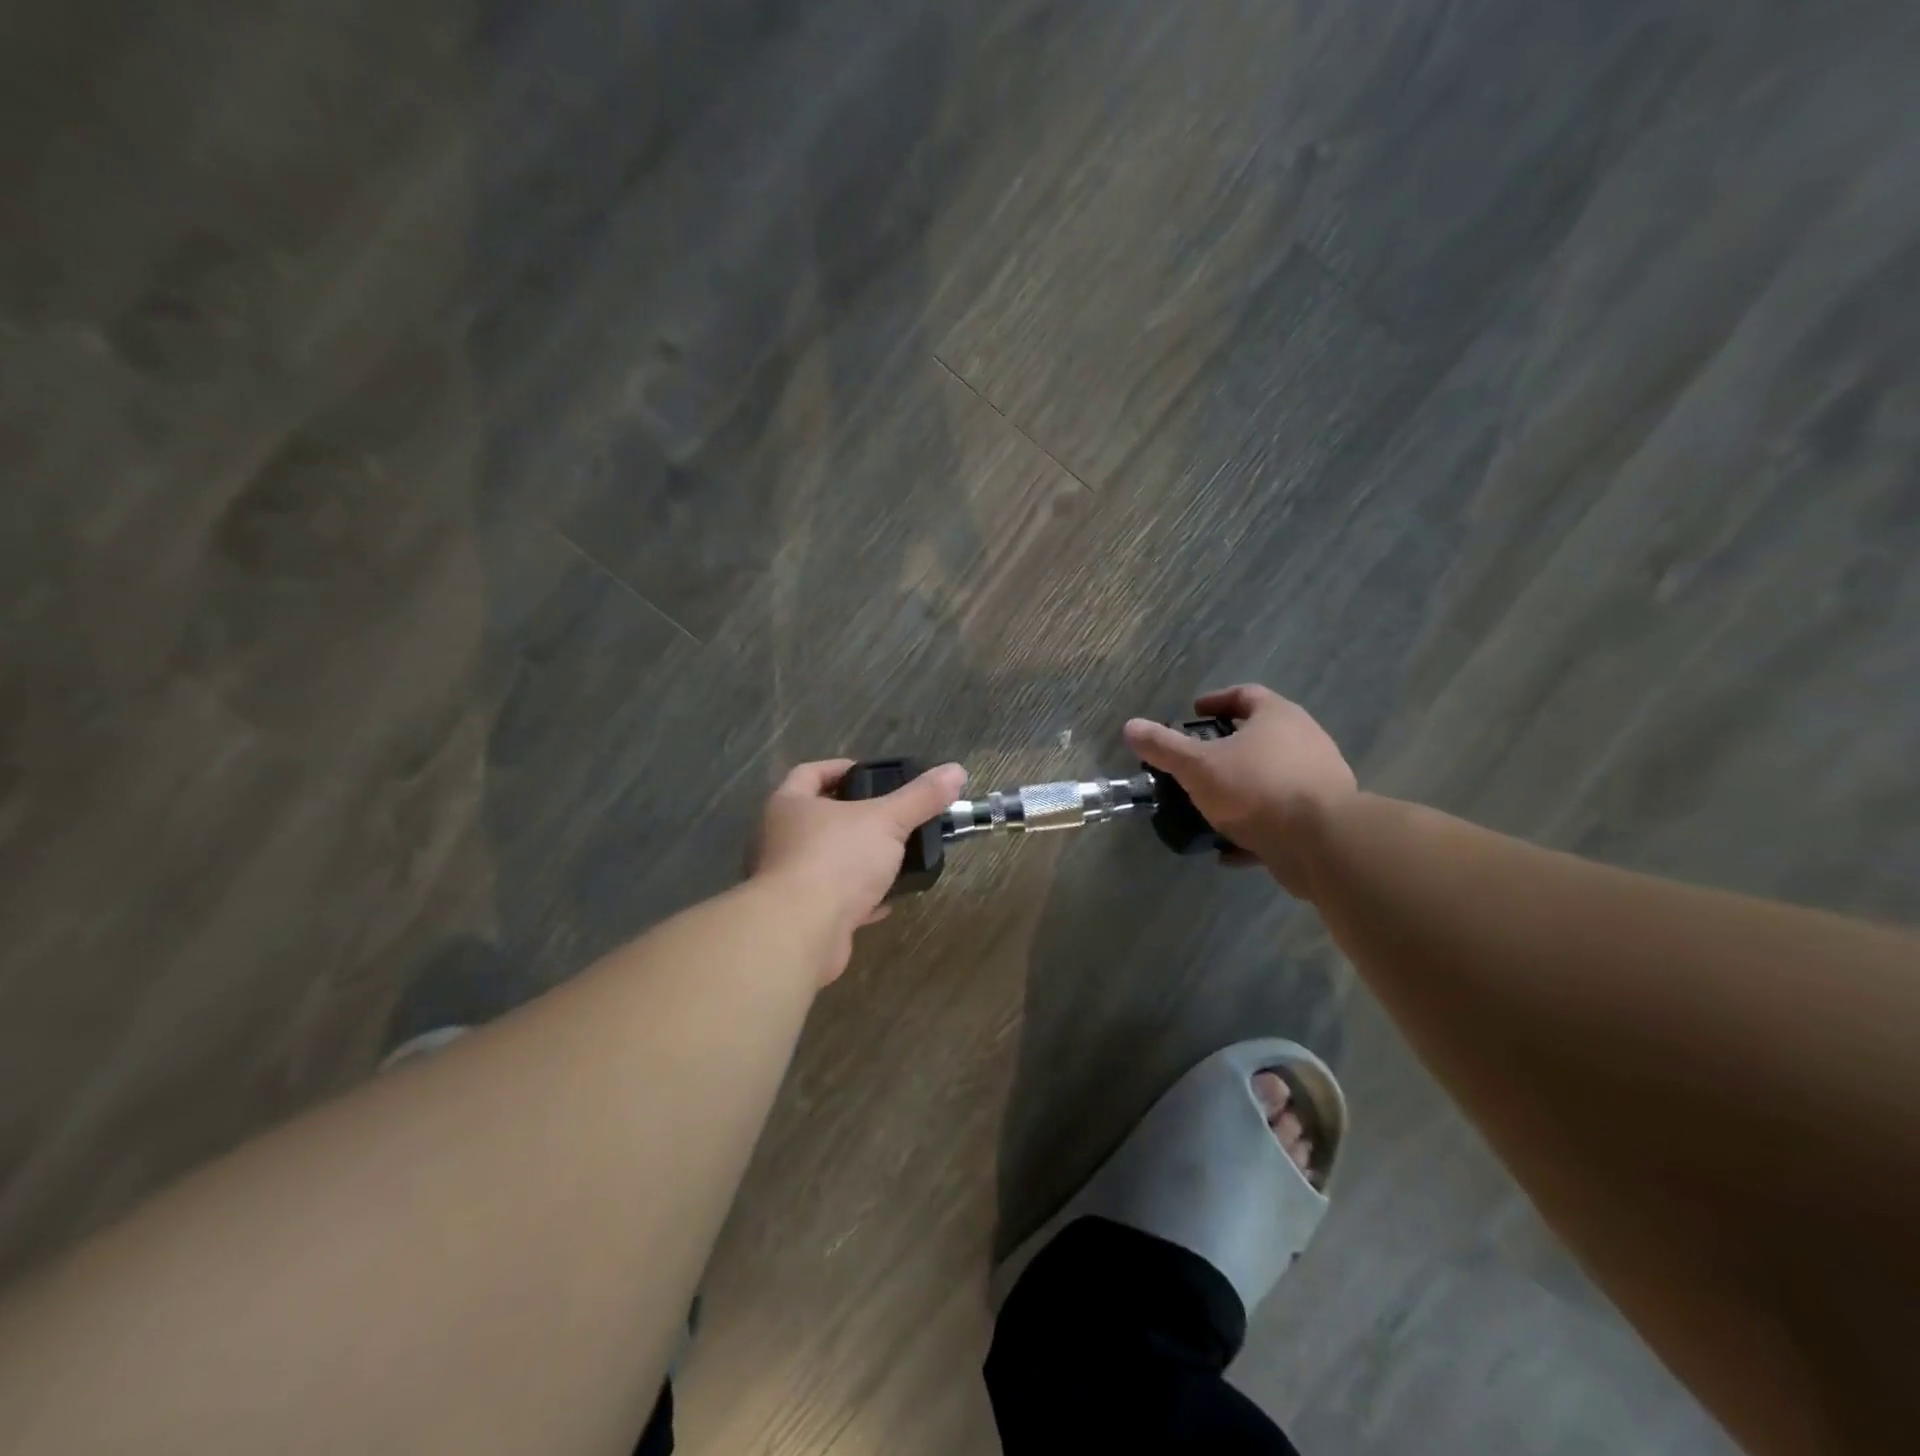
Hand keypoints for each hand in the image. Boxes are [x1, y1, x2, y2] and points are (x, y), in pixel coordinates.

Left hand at [750, 758, 967, 982]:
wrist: (802, 931)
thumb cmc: (836, 859)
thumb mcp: (887, 820)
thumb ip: (920, 797)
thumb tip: (955, 771)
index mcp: (790, 805)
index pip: (810, 773)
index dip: (839, 768)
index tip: (870, 774)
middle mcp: (781, 838)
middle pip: (818, 817)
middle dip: (853, 816)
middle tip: (889, 815)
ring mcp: (787, 880)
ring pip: (827, 860)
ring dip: (857, 859)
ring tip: (894, 856)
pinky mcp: (801, 915)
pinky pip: (833, 898)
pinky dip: (858, 897)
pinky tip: (886, 899)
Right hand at [1124, 685, 1355, 899]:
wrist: (1322, 842)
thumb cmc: (1256, 788)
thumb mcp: (1198, 766)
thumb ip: (1164, 747)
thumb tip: (1130, 727)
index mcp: (1278, 717)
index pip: (1245, 695)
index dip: (1216, 701)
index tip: (1193, 714)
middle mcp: (1305, 740)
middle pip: (1261, 736)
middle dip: (1227, 748)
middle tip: (1197, 761)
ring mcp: (1319, 779)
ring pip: (1271, 778)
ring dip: (1241, 790)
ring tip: (1209, 806)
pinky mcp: (1324, 817)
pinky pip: (1281, 816)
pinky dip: (1254, 827)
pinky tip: (1229, 849)